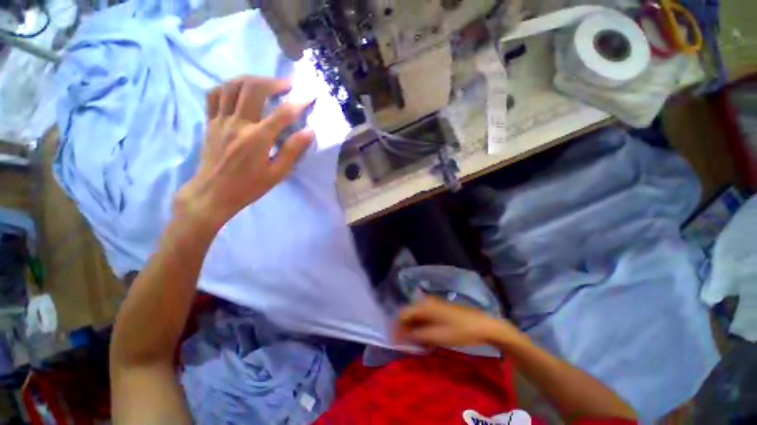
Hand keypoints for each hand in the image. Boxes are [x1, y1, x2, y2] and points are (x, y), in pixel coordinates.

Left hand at [174, 76, 314, 227]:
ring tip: (266, 83)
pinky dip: (228, 86)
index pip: (282, 113)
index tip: (309, 95)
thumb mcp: (277, 174)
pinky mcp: (210, 122)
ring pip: (233, 86)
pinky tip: (239, 90)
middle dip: (273, 81)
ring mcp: (221, 120)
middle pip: (253, 88)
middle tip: (287, 84)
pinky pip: (215, 95)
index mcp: (258, 139)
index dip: (298, 102)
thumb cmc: (249, 186)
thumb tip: (309, 131)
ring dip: (252, 79)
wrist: (213, 193)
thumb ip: (292, 151)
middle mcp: (238, 123)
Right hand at [395, 296, 519, 347]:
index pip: (403, 313)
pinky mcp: (439, 308)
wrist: (483, 325)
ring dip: (414, 328)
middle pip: (409, 313)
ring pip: (417, 315)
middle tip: (406, 344)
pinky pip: (425, 316)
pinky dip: (422, 326)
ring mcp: (433, 304)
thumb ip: (417, 335)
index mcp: (424, 305)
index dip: (397, 327)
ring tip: (416, 343)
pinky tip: (426, 337)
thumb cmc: (460, 331)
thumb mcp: (437, 336)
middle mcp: (426, 301)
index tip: (395, 341)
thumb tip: (402, 335)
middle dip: (405, 328)